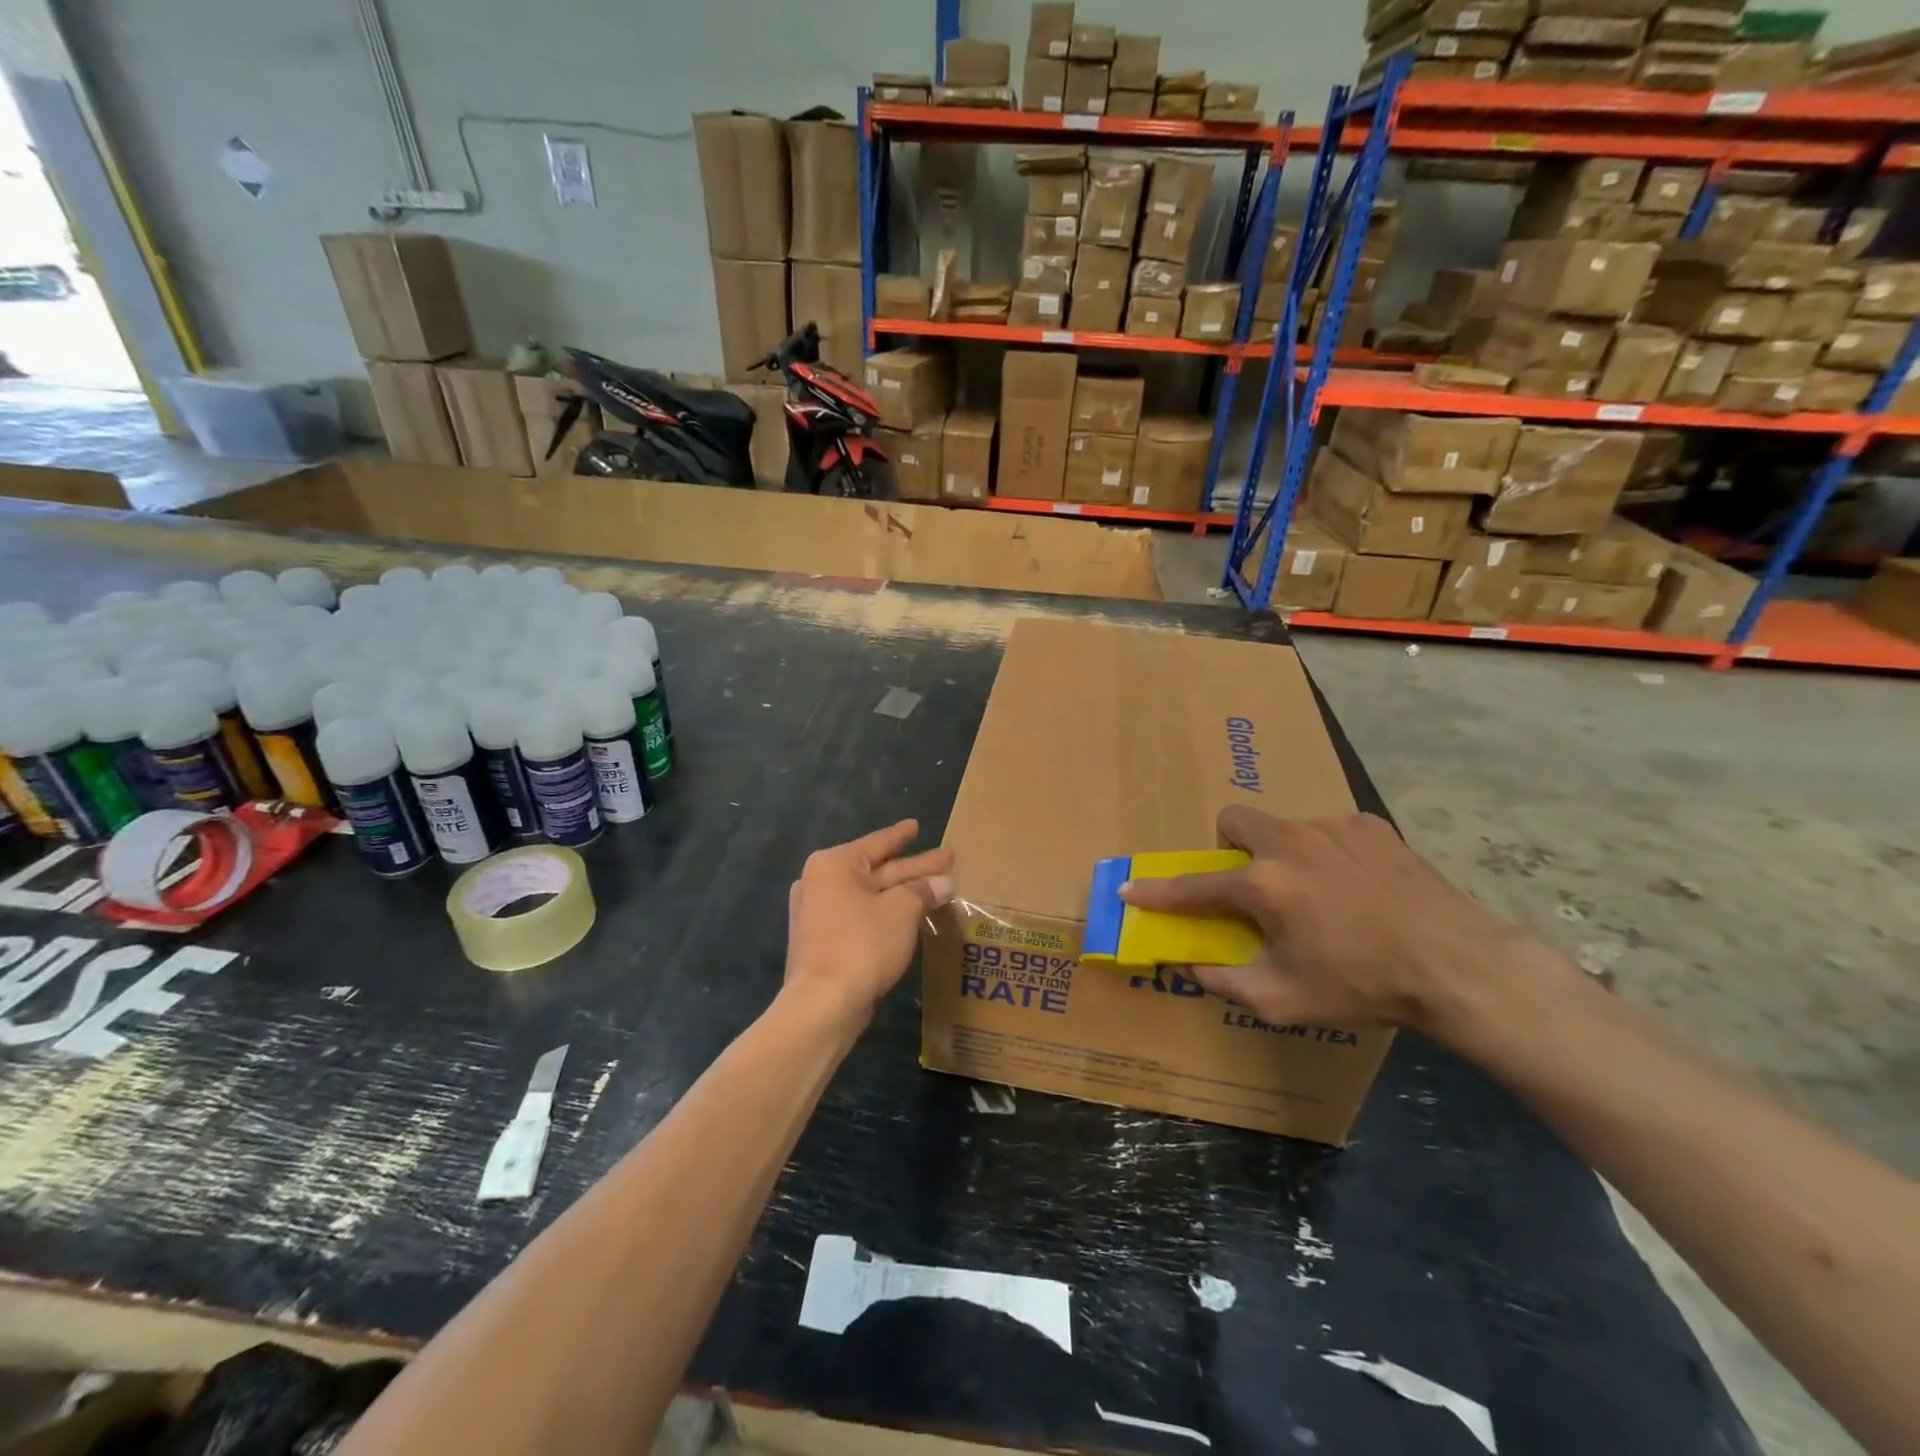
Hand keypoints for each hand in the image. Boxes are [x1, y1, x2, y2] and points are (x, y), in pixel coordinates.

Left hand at [783, 820, 955, 1028]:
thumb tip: (944, 883)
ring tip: (936, 889)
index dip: (901, 835)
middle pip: (877, 871)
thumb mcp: (901, 911)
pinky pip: (862, 917)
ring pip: (871, 897)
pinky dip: (887, 915)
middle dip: (913, 868)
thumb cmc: (862, 944)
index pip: (877, 843)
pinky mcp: (824, 942)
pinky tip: (911, 917)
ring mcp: (819, 915)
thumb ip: (923, 892)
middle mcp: (821, 883)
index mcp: (834, 865)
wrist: (823, 1004)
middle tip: (947, 860)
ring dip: (903, 895)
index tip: (916, 825)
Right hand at [1119, 807, 1544, 1037]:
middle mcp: (1290, 842)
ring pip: (1285, 828)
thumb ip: (1225, 980)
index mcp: (1263, 884)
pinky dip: (1328, 854)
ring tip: (1318, 895)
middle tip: (1252, 885)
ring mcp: (1332, 828)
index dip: (1156, 892)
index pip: (1193, 886)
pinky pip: (1330, 831)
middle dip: (1229, 848)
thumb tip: (1189, 964)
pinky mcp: (1371, 826)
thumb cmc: (1363, 985)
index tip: (1130, 889)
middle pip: (1234, 821)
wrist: (1458, 966)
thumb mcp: (1283, 999)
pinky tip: (1357, 887)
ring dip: (1283, 855)